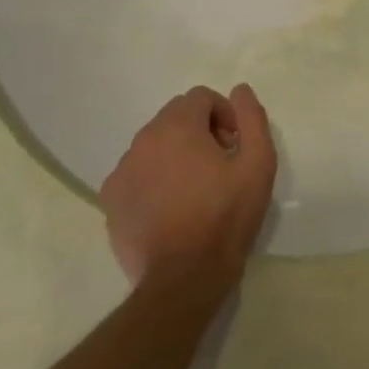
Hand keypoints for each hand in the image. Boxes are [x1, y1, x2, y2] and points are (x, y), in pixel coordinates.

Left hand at [99, 84, 277, 291]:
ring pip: (154, 146)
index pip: (200, 97)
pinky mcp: (110, 200)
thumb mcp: (258, 164)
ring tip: (196, 190)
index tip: (235, 146)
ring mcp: (121, 171)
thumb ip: (252, 119)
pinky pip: (136, 174)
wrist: (183, 277)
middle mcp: (142, 141)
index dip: (224, 115)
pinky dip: (154, 179)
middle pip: (175, 118)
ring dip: (176, 154)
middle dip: (200, 131)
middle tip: (220, 166)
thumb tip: (240, 90)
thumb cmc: (226, 216)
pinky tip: (172, 208)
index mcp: (177, 127)